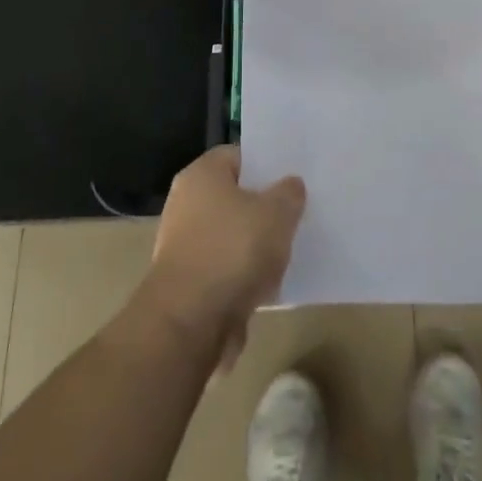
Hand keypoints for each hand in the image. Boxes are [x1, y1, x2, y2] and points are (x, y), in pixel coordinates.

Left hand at [140, 145, 305, 369]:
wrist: (189, 324)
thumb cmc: (233, 251)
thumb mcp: (277, 213)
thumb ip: (289, 193)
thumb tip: (290, 185)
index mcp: (202, 175)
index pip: (238, 156)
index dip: (267, 164)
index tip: (293, 177)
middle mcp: (186, 204)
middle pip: (234, 196)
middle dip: (264, 207)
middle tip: (296, 213)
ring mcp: (185, 245)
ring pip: (231, 235)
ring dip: (256, 245)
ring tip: (289, 250)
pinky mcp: (188, 284)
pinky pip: (226, 269)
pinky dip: (245, 275)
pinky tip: (271, 284)